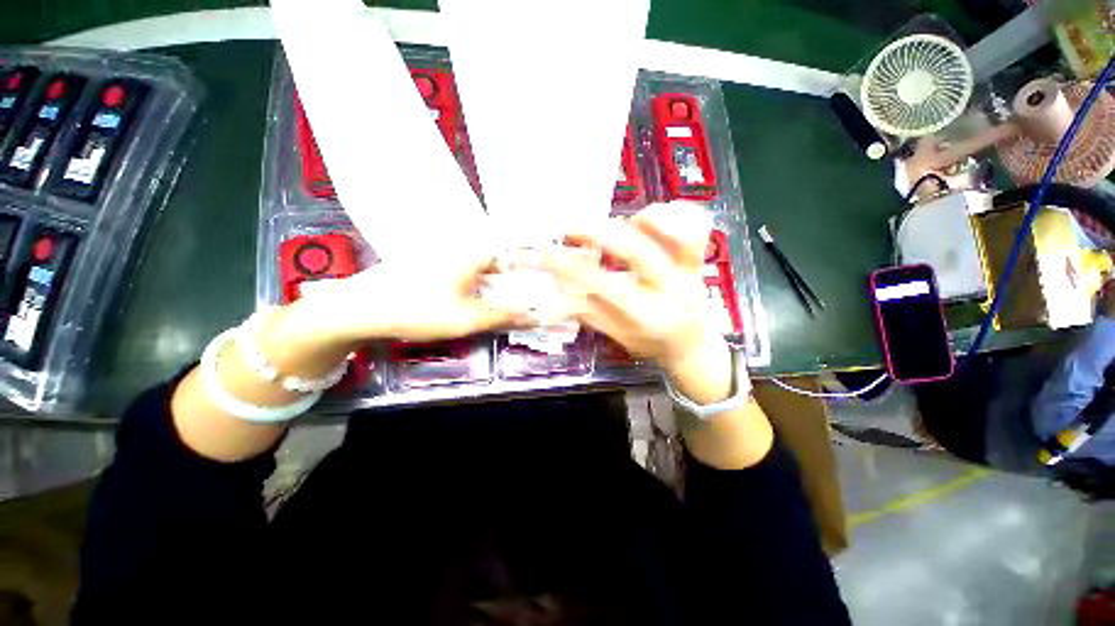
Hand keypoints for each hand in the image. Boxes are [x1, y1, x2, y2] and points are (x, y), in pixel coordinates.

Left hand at [283, 246, 523, 348]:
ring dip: (499, 279)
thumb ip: (503, 316)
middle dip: (518, 272)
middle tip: (534, 289)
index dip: (532, 259)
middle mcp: (460, 249)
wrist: (359, 310)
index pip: (512, 249)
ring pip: (483, 266)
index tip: (546, 272)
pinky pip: (467, 272)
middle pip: (498, 258)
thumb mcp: (466, 318)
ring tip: (514, 294)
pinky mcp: (432, 268)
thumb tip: (535, 317)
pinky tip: (482, 296)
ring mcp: (444, 257)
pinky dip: (481, 283)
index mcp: (472, 254)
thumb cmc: (417, 310)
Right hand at [544, 202, 724, 372]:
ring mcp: (691, 272)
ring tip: (622, 223)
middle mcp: (673, 291)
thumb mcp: (616, 334)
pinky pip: (697, 224)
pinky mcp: (700, 259)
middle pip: (638, 252)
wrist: (692, 346)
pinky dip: (674, 212)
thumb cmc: (650, 342)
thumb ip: (587, 311)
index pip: (607, 287)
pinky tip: (650, 218)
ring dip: (645, 219)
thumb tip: (554, 292)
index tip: (548, 253)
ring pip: (679, 233)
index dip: (574, 269)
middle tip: (570, 227)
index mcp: (650, 317)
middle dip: (600, 233)